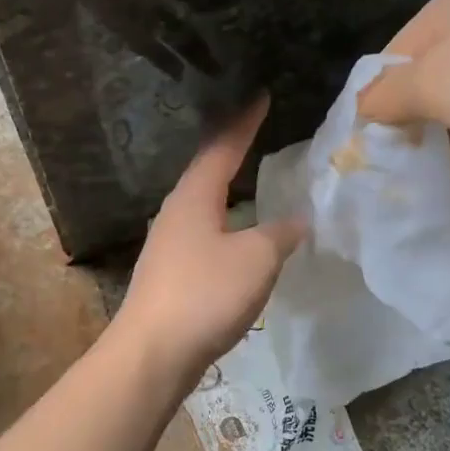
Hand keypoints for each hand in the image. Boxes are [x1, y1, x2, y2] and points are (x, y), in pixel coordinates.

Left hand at [114, 98, 306, 378]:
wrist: (152, 354)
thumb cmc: (204, 295)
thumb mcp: (256, 259)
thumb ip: (280, 234)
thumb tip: (297, 220)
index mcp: (194, 197)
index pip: (222, 147)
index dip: (244, 122)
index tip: (260, 96)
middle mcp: (175, 213)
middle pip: (206, 172)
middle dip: (232, 152)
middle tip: (258, 133)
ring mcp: (168, 245)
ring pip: (203, 205)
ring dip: (227, 190)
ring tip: (252, 181)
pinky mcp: (170, 274)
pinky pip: (203, 235)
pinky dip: (225, 224)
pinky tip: (238, 237)